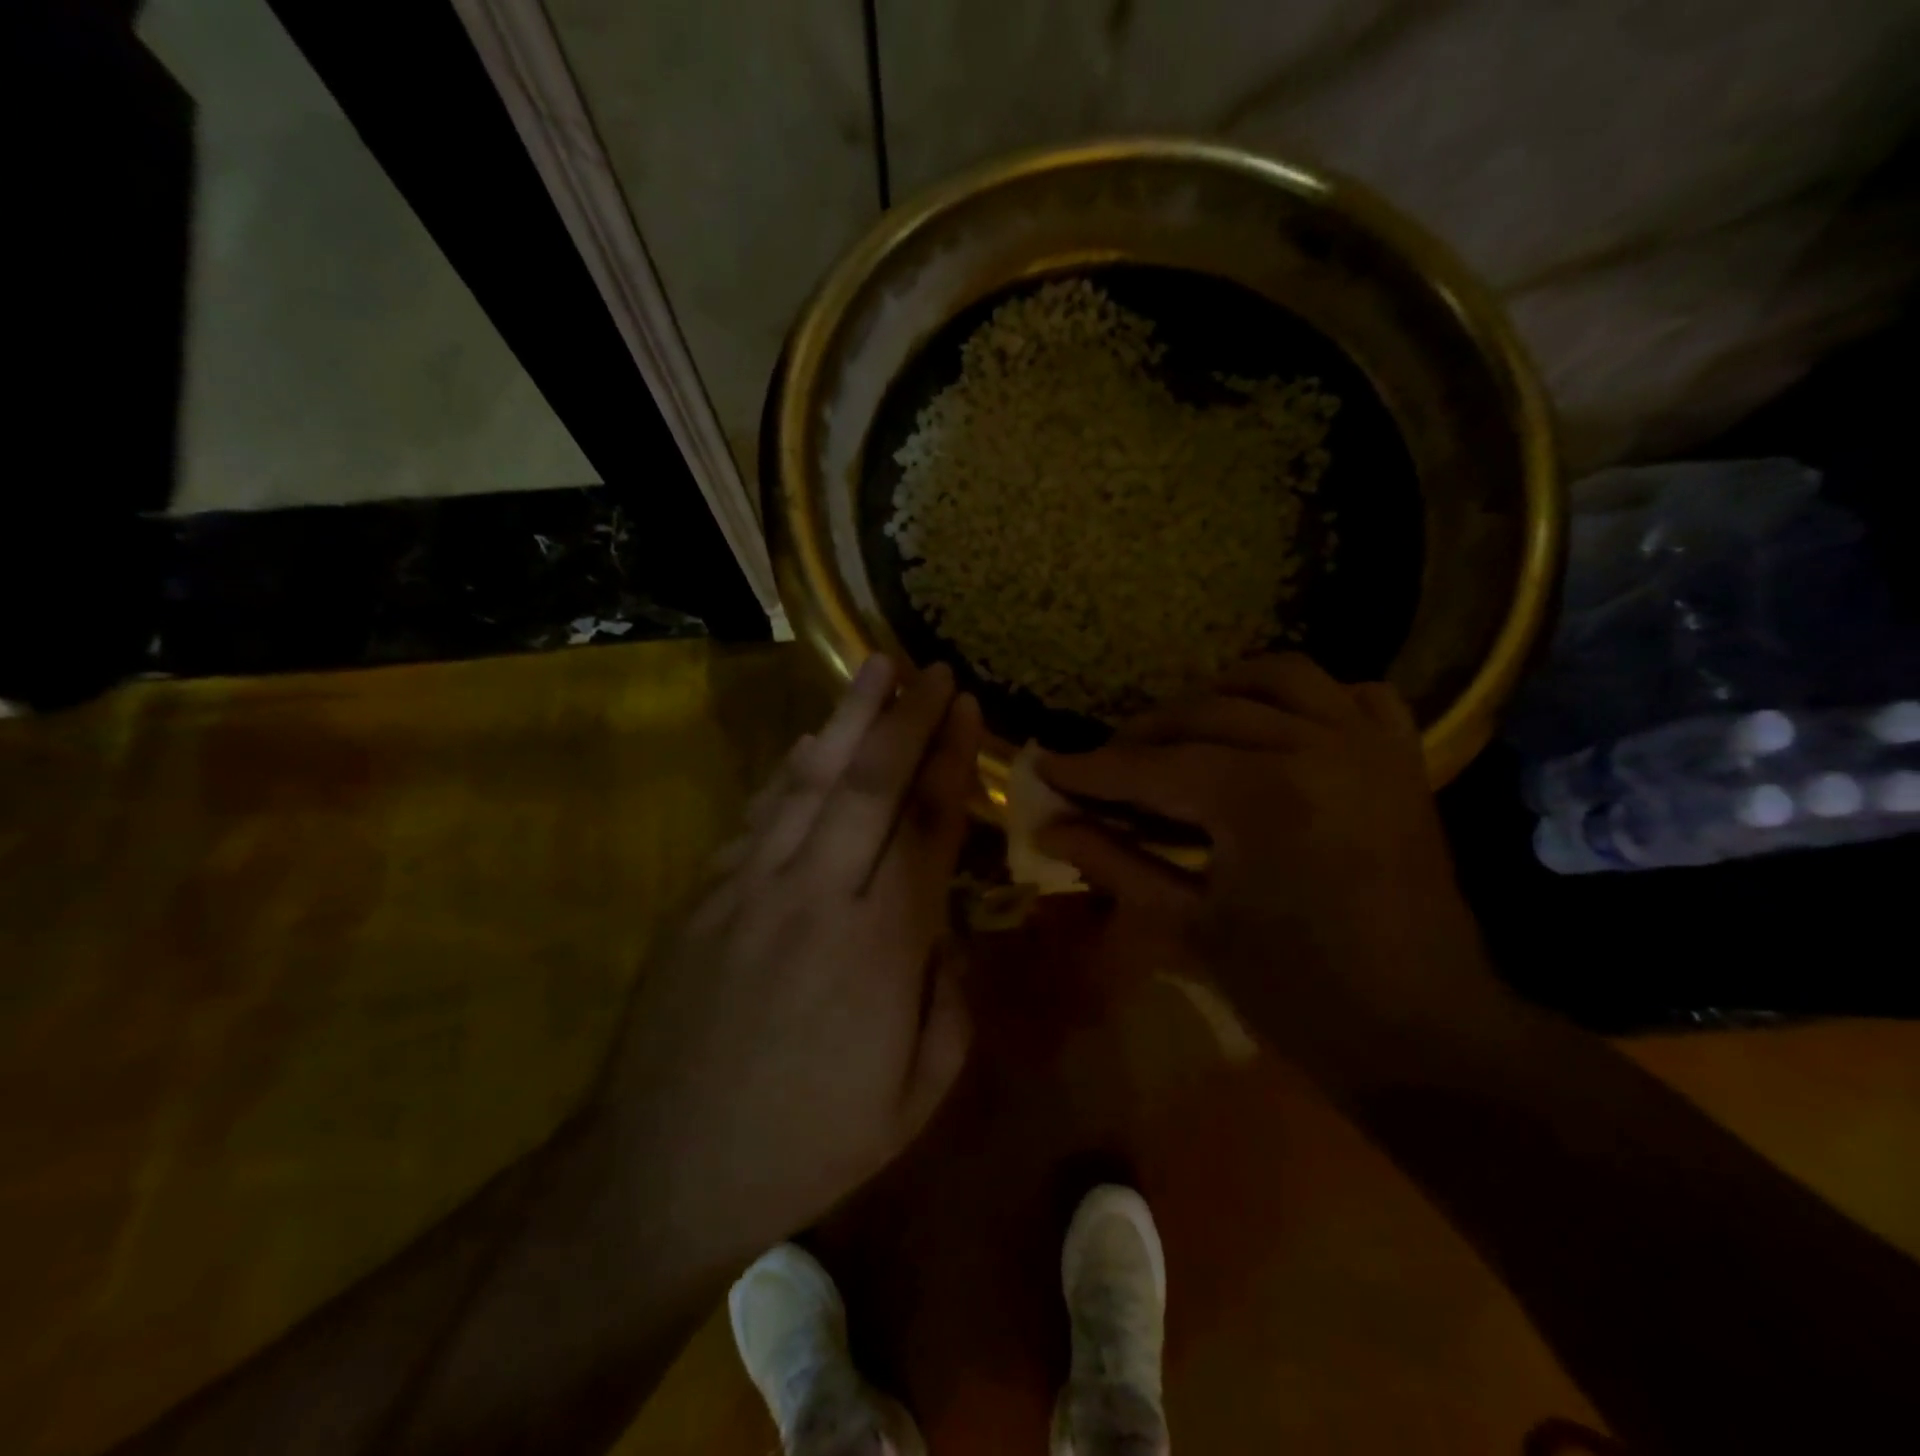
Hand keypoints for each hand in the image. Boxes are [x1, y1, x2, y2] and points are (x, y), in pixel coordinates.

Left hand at [599, 657, 981, 1265]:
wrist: (661, 1172)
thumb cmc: (805, 1144)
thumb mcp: (914, 1099)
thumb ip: (949, 1002)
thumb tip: (948, 928)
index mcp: (881, 948)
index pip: (928, 827)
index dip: (951, 760)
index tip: (965, 707)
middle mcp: (817, 897)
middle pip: (870, 785)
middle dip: (906, 718)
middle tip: (930, 668)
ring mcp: (751, 889)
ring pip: (809, 782)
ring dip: (846, 720)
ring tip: (873, 668)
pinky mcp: (705, 895)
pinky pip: (758, 814)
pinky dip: (788, 768)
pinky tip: (809, 740)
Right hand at [1036, 654, 1503, 1081]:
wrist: (1425, 1034)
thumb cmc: (1297, 995)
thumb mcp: (1192, 929)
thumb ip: (1116, 864)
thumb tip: (1048, 828)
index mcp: (1257, 795)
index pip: (1149, 766)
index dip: (1089, 768)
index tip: (1045, 766)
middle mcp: (1314, 745)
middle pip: (1202, 714)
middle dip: (1141, 737)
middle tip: (1105, 770)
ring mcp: (1366, 745)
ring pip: (1278, 677)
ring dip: (1219, 696)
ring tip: (1184, 733)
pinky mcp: (1402, 760)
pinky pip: (1355, 694)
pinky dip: (1309, 699)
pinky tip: (1278, 726)